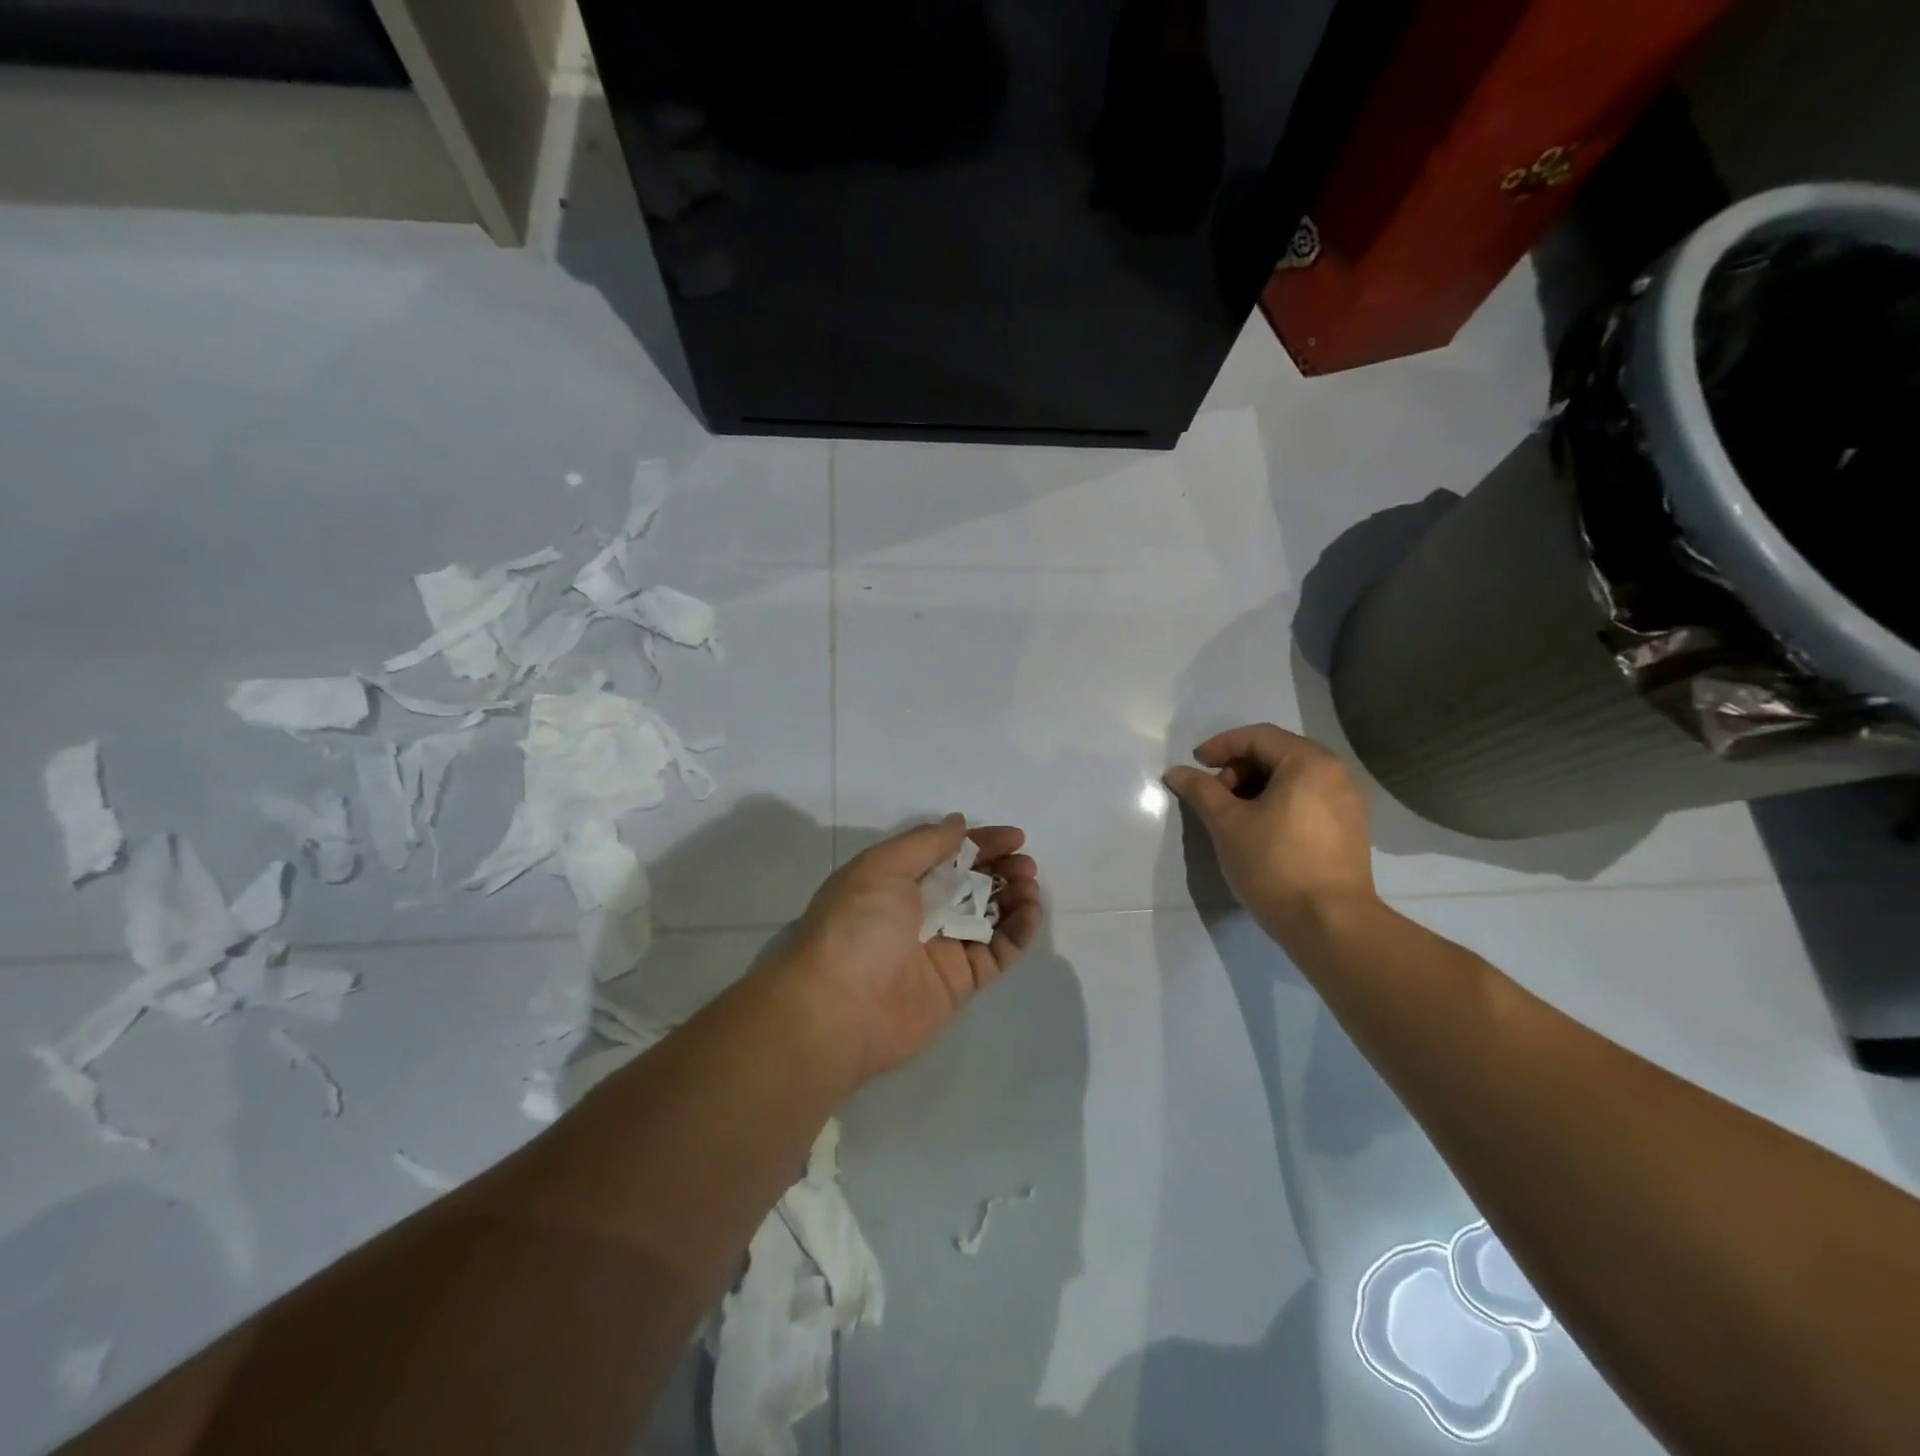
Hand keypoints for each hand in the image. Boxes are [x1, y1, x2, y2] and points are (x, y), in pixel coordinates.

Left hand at [788, 816, 1042, 1083]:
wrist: (838, 1007)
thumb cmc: (857, 924)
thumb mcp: (883, 866)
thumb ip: (926, 842)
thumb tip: (958, 823)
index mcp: (897, 881)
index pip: (948, 854)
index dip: (982, 844)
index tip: (1016, 837)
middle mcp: (920, 913)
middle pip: (971, 885)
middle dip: (1001, 870)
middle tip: (1025, 865)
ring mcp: (941, 949)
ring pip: (989, 917)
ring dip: (1014, 897)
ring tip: (1030, 885)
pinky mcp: (959, 983)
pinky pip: (997, 953)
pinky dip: (1018, 933)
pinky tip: (1031, 912)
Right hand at [1164, 724, 1376, 946]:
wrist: (1329, 924)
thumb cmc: (1274, 864)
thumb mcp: (1227, 824)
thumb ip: (1201, 791)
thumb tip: (1176, 772)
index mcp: (1309, 763)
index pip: (1258, 737)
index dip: (1220, 746)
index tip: (1195, 766)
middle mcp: (1336, 774)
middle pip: (1278, 754)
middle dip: (1238, 769)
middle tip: (1214, 794)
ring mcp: (1348, 804)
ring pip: (1293, 779)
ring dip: (1256, 787)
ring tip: (1232, 815)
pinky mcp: (1350, 831)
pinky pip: (1308, 801)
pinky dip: (1278, 804)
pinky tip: (1259, 830)